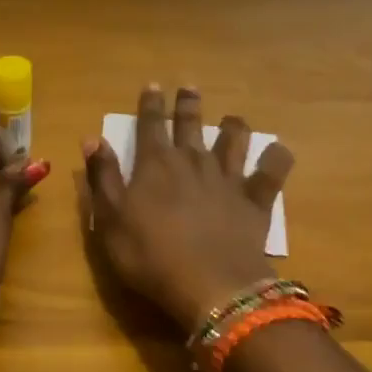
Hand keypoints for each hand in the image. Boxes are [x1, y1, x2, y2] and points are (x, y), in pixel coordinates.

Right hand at [83, 84, 292, 330]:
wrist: (211, 286)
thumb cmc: (151, 256)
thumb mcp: (110, 220)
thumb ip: (103, 177)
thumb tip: (92, 138)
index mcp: (156, 164)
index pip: (150, 124)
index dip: (150, 104)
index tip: (153, 85)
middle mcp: (193, 161)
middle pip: (191, 124)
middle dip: (188, 104)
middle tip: (189, 87)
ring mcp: (228, 179)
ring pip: (233, 140)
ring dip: (233, 126)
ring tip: (233, 119)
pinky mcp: (255, 201)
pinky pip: (271, 172)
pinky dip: (277, 158)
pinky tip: (280, 151)